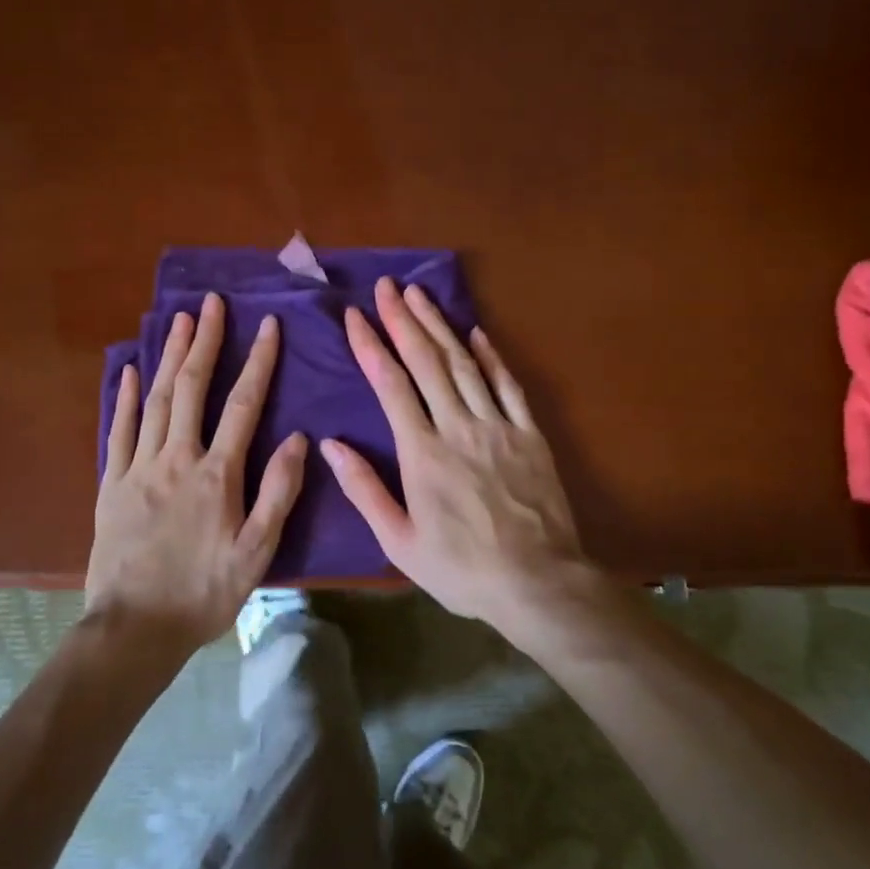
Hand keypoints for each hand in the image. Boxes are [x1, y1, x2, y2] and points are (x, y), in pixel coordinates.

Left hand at [87, 292, 307, 654]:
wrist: (133, 629)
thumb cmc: (203, 593)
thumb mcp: (256, 552)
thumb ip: (278, 492)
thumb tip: (298, 438)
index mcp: (217, 475)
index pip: (243, 405)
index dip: (258, 362)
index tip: (267, 325)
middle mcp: (176, 459)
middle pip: (191, 388)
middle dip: (204, 342)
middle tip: (212, 303)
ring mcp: (139, 468)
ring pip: (156, 399)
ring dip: (168, 356)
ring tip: (179, 320)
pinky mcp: (112, 483)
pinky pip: (119, 429)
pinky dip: (125, 396)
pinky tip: (130, 368)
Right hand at [321, 278, 584, 628]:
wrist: (538, 583)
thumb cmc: (462, 569)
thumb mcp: (400, 542)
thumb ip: (365, 490)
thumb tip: (331, 445)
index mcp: (422, 454)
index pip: (391, 386)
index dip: (371, 346)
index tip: (354, 316)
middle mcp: (458, 427)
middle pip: (426, 362)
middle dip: (403, 320)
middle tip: (386, 286)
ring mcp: (498, 426)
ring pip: (464, 364)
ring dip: (440, 326)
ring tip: (420, 294)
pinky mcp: (529, 434)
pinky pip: (508, 385)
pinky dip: (491, 355)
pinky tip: (476, 332)